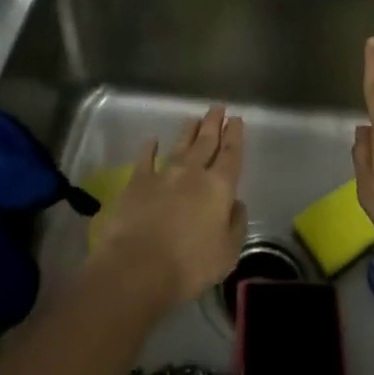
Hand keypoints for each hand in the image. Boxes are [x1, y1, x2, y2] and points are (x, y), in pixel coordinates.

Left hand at [90, 105, 246, 310]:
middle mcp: (193, 173)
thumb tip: (236, 204)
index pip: (231, 154)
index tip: (236, 119)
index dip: (235, 135)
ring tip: (194, 119)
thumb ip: (236, 224)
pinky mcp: (137, 183)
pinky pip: (145, 159)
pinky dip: (149, 149)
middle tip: (218, 107)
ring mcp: (163, 175)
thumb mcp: (227, 252)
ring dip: (188, 132)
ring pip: (180, 146)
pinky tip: (151, 141)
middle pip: (206, 142)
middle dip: (213, 124)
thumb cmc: (189, 265)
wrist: (138, 267)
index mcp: (219, 187)